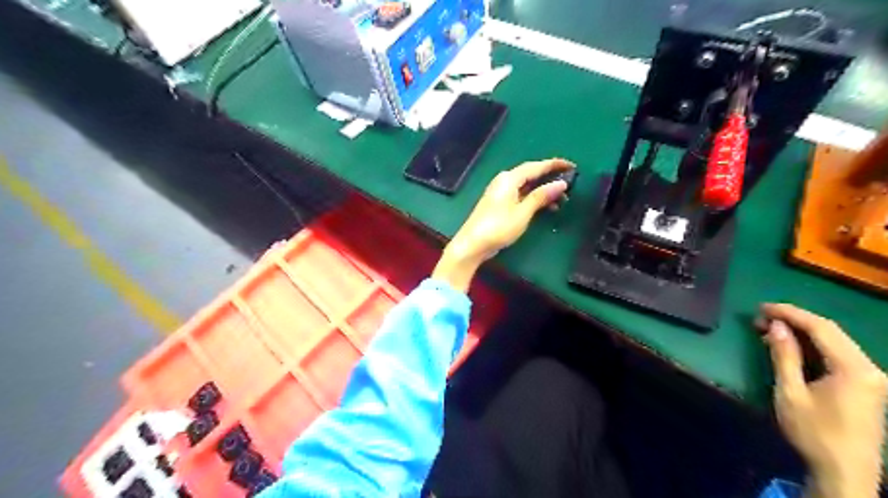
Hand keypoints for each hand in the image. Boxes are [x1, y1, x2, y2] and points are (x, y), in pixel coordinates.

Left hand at [433, 159, 576, 291]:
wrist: (472, 244)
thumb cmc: (498, 227)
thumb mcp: (523, 212)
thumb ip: (541, 196)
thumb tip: (561, 183)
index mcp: (509, 179)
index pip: (536, 166)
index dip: (554, 165)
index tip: (572, 166)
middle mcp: (504, 181)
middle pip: (531, 174)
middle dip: (550, 178)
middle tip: (570, 184)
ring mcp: (500, 192)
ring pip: (526, 186)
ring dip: (543, 191)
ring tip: (561, 200)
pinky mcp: (499, 203)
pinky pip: (520, 195)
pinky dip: (534, 199)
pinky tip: (546, 208)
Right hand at [755, 303, 887, 497]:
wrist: (846, 472)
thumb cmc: (814, 432)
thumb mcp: (790, 392)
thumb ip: (784, 356)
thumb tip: (777, 326)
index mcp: (854, 369)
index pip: (821, 328)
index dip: (790, 313)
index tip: (761, 307)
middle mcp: (869, 368)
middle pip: (831, 332)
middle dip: (794, 320)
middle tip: (761, 318)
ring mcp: (871, 378)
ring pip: (835, 342)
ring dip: (802, 333)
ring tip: (770, 330)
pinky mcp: (867, 386)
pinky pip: (838, 355)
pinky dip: (813, 347)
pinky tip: (791, 347)